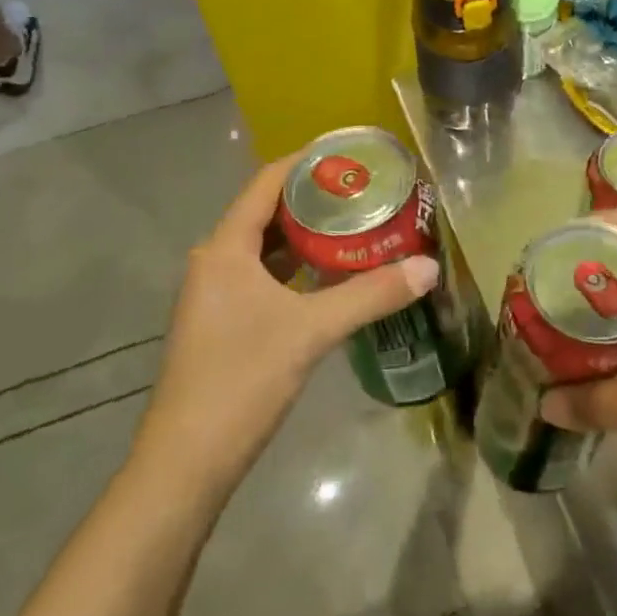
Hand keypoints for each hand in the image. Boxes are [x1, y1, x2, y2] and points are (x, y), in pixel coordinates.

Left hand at [132, 155, 439, 492]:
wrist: (187, 463)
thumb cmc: (241, 380)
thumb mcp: (311, 331)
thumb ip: (371, 295)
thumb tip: (430, 268)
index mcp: (226, 248)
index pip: (267, 182)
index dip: (307, 162)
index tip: (351, 153)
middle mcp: (216, 261)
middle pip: (269, 211)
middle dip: (316, 198)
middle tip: (367, 190)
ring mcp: (217, 294)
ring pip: (268, 248)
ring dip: (309, 234)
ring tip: (358, 224)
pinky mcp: (225, 321)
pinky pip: (266, 276)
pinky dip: (299, 267)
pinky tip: (333, 274)